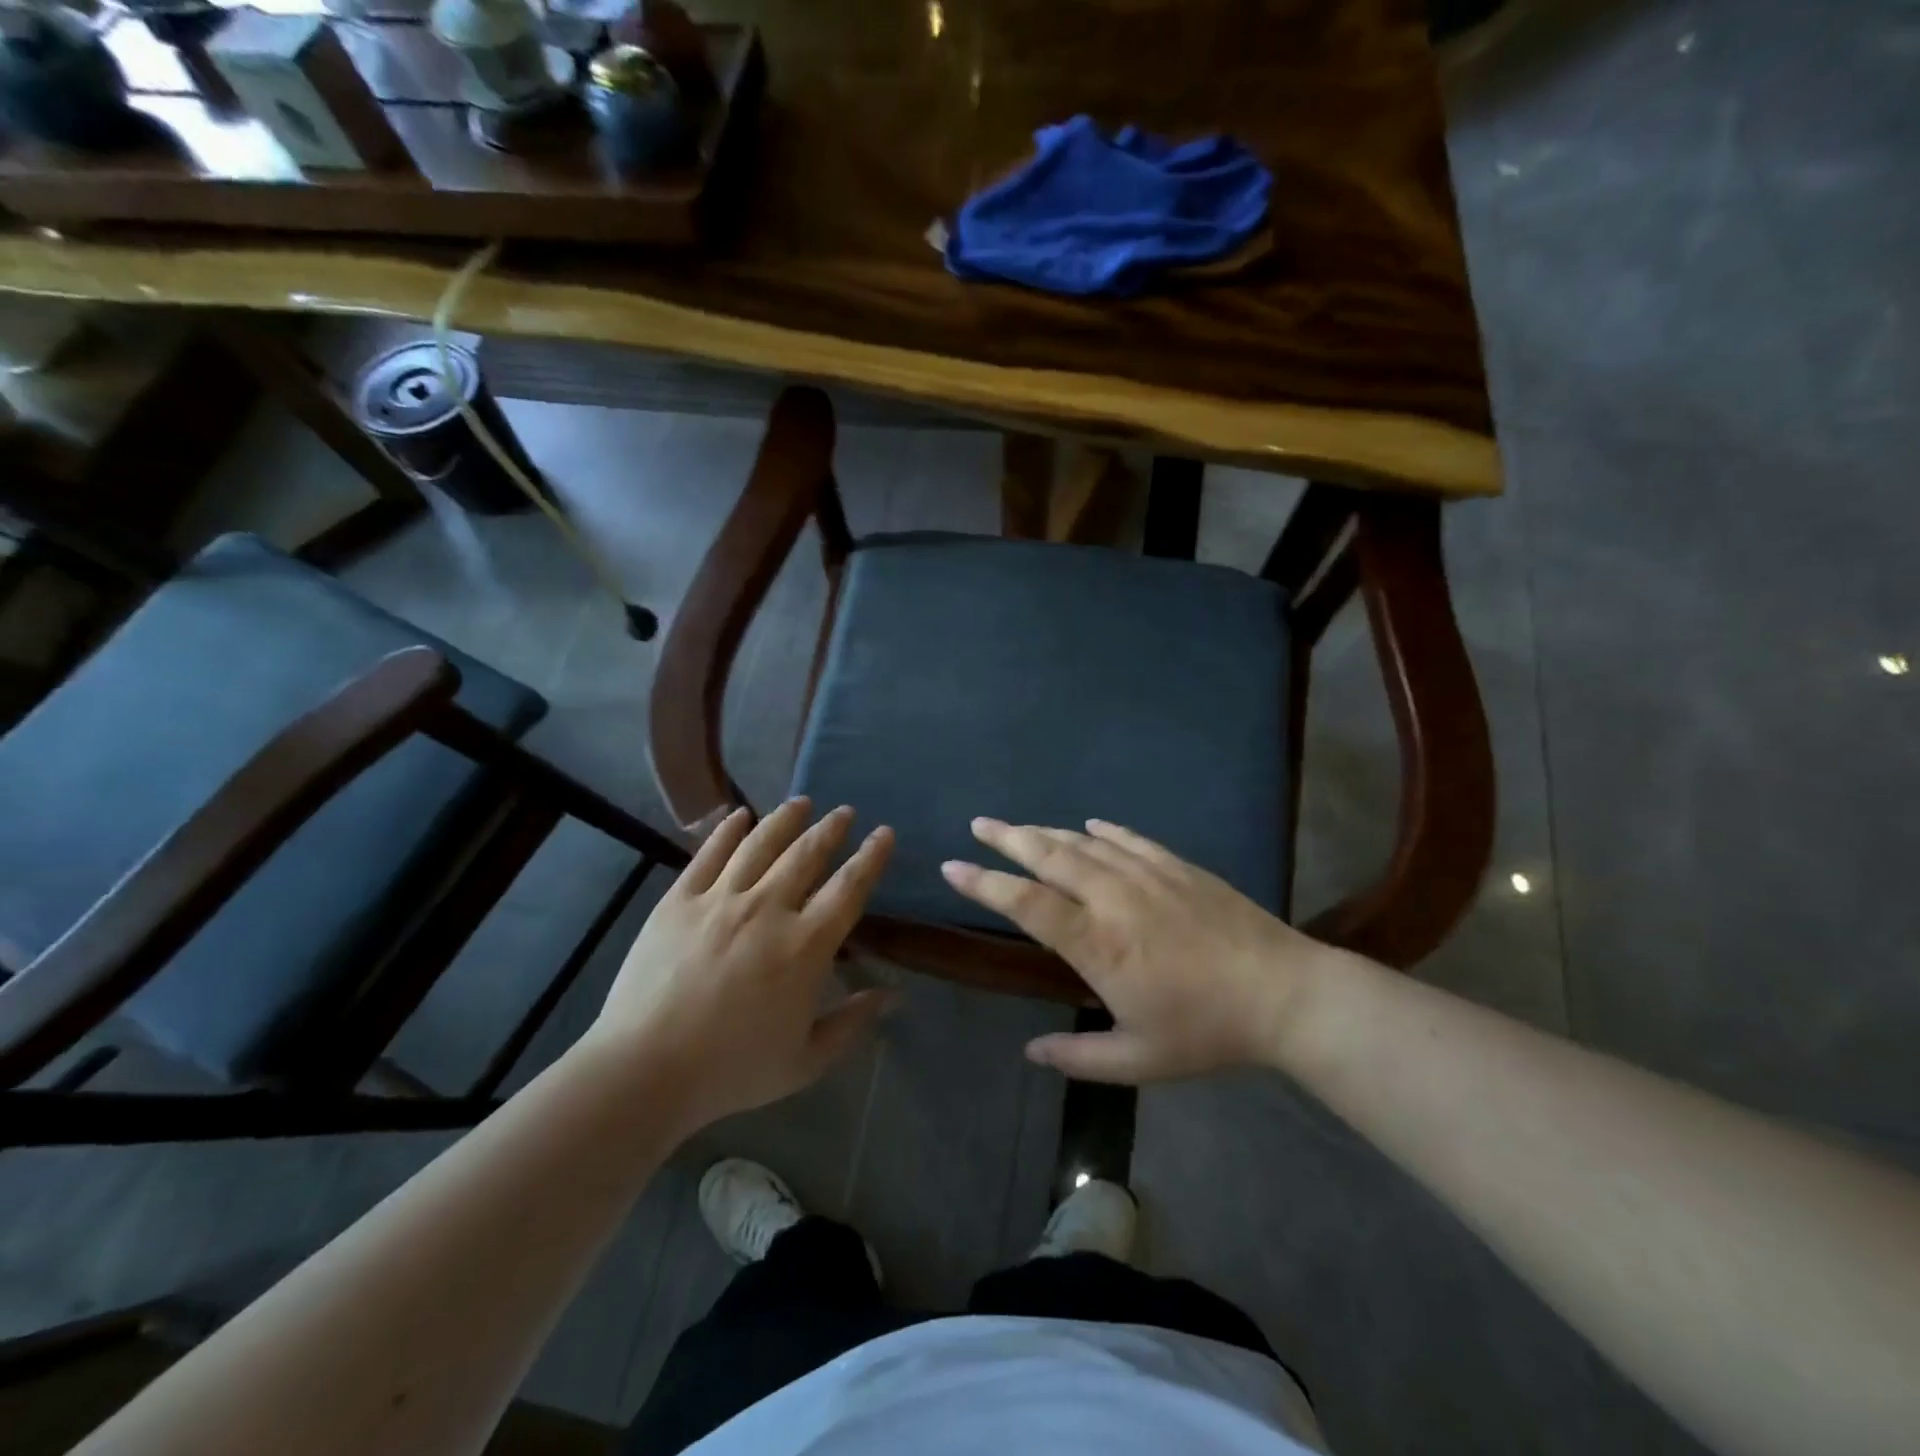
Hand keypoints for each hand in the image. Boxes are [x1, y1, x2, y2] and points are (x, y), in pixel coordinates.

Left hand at [583, 798, 894, 1129]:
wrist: (644, 1070)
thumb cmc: (732, 1070)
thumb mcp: (806, 1060)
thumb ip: (852, 1023)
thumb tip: (895, 996)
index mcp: (805, 946)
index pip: (849, 888)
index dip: (871, 857)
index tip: (884, 833)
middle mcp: (768, 909)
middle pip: (807, 855)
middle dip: (831, 829)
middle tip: (845, 811)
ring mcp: (720, 900)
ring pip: (761, 844)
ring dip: (786, 819)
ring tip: (801, 802)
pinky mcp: (679, 900)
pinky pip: (708, 854)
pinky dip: (727, 830)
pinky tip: (739, 815)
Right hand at [942, 817, 1343, 1082]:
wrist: (1283, 994)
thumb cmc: (1206, 1030)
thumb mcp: (1138, 1060)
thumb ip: (1079, 1056)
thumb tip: (1030, 1052)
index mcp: (1097, 943)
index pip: (1026, 903)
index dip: (986, 883)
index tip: (954, 866)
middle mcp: (1114, 898)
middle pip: (1050, 856)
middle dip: (1009, 838)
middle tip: (979, 824)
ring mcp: (1148, 876)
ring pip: (1084, 843)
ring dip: (1047, 831)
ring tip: (1020, 826)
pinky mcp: (1178, 867)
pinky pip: (1131, 840)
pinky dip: (1104, 831)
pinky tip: (1090, 825)